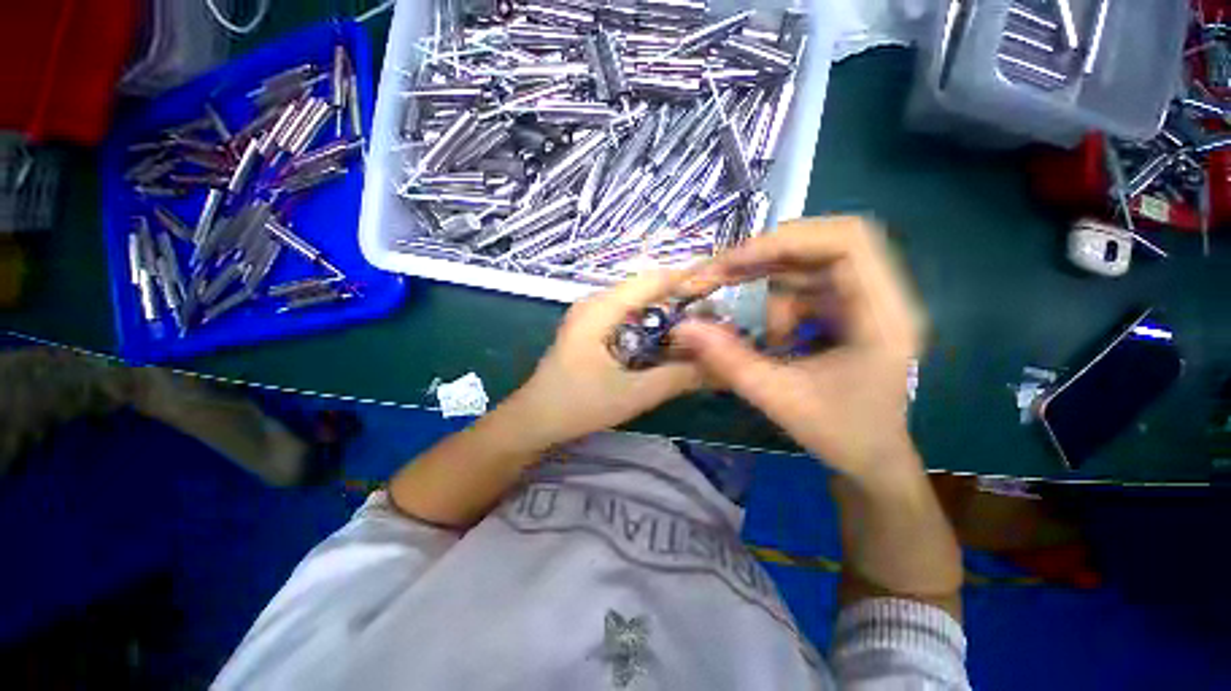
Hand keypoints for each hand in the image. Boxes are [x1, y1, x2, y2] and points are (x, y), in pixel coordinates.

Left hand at [498, 269, 703, 451]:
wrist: (534, 420)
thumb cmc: (577, 406)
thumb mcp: (632, 394)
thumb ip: (677, 377)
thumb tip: (719, 365)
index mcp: (600, 309)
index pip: (652, 280)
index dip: (689, 279)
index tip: (723, 286)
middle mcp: (596, 303)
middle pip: (648, 290)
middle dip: (683, 301)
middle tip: (718, 318)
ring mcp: (592, 315)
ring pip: (640, 305)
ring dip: (669, 316)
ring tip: (701, 330)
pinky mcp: (593, 329)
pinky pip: (629, 319)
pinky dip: (652, 327)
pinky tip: (670, 342)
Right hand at [674, 217, 925, 480]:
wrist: (873, 460)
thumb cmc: (841, 435)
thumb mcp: (778, 398)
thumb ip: (728, 360)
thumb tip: (683, 326)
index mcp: (883, 316)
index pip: (847, 242)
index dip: (787, 240)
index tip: (736, 260)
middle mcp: (882, 298)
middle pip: (825, 244)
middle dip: (769, 256)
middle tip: (725, 274)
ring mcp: (866, 302)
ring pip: (810, 267)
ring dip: (772, 289)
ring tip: (755, 329)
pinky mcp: (849, 312)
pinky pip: (807, 288)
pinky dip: (779, 304)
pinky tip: (772, 338)